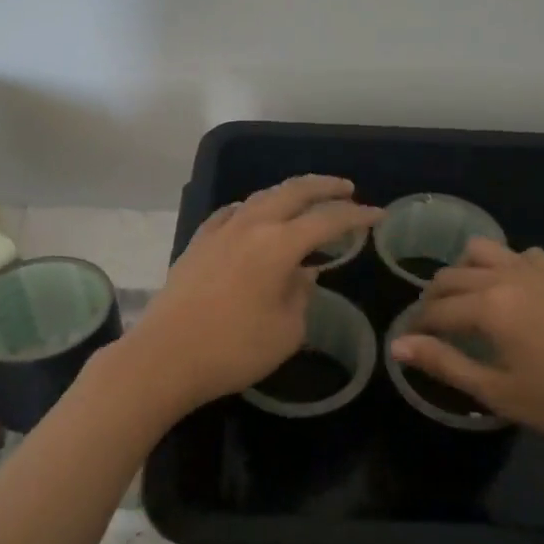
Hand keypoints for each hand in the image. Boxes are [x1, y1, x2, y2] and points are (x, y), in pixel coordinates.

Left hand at [125, 176, 381, 414]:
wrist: (165, 356)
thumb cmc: (233, 349)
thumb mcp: (286, 331)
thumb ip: (301, 295)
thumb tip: (304, 274)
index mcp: (279, 245)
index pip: (327, 220)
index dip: (357, 216)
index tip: (378, 215)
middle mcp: (250, 226)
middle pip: (293, 192)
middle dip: (324, 187)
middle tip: (347, 189)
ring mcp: (219, 231)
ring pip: (260, 197)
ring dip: (288, 193)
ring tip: (305, 199)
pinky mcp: (197, 243)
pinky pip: (230, 212)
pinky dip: (251, 207)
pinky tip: (252, 214)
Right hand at [388, 239, 543, 463]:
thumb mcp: (495, 391)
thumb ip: (443, 363)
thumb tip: (397, 346)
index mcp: (490, 306)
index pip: (437, 310)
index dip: (417, 327)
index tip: (409, 343)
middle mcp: (508, 277)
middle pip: (453, 276)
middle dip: (434, 300)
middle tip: (431, 329)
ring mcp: (539, 272)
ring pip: (483, 252)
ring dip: (464, 272)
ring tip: (465, 303)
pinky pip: (522, 255)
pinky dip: (505, 266)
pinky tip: (510, 292)